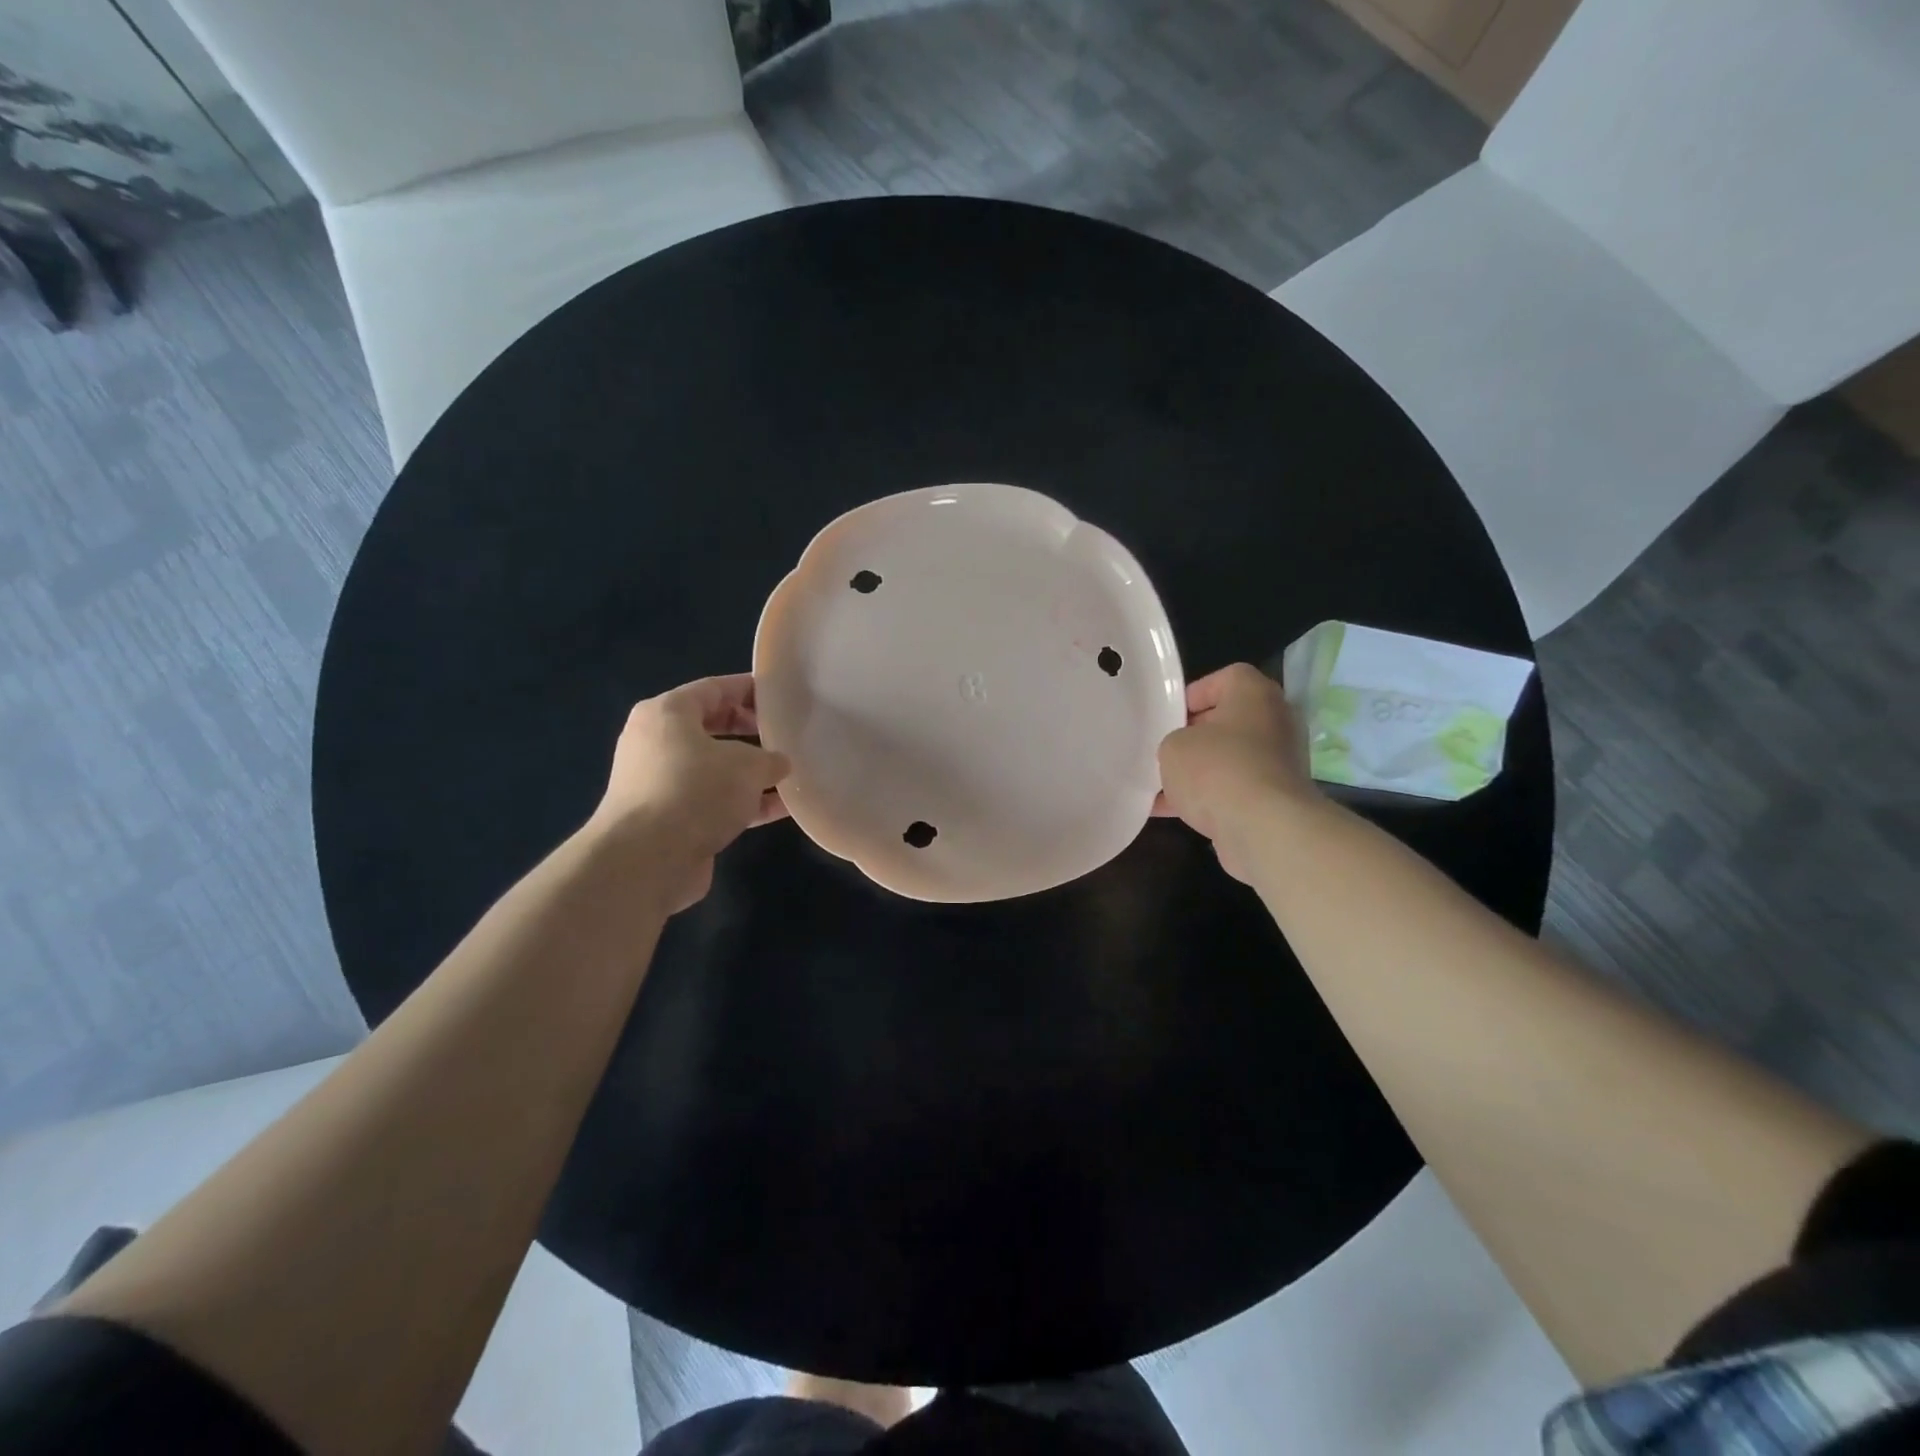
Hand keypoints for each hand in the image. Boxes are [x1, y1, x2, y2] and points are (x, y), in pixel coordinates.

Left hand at [590, 675, 790, 911]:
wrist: (647, 859)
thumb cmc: (696, 791)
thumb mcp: (747, 766)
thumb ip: (769, 759)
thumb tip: (778, 764)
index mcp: (667, 714)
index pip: (714, 688)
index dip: (749, 689)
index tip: (780, 696)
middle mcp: (657, 744)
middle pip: (712, 728)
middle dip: (750, 732)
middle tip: (785, 735)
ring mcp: (660, 784)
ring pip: (714, 769)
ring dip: (750, 773)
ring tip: (789, 775)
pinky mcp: (668, 820)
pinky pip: (712, 801)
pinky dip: (742, 803)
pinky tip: (779, 809)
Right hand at [1155, 663, 1315, 882]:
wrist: (1264, 829)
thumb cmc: (1217, 769)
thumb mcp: (1173, 746)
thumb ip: (1173, 741)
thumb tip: (1181, 753)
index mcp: (1255, 695)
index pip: (1226, 678)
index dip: (1194, 694)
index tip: (1168, 717)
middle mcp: (1274, 723)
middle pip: (1227, 721)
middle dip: (1193, 737)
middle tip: (1163, 750)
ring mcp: (1278, 763)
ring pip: (1229, 758)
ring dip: (1198, 771)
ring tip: (1160, 785)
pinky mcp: (1275, 799)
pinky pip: (1234, 790)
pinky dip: (1207, 798)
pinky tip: (1171, 812)